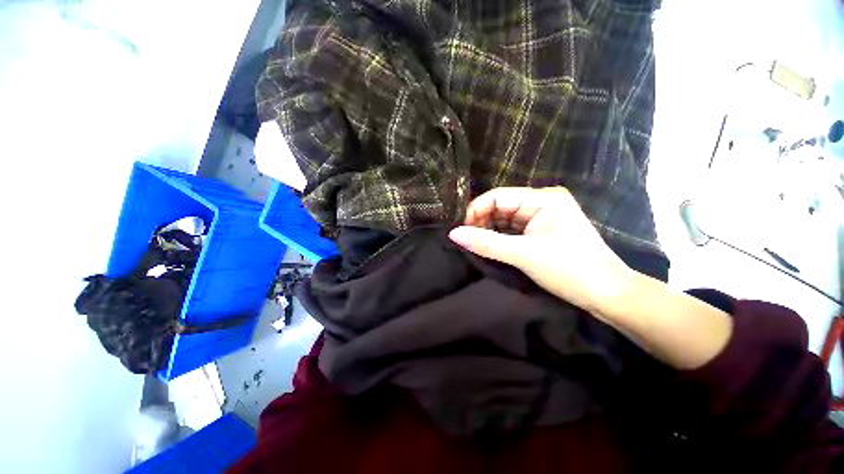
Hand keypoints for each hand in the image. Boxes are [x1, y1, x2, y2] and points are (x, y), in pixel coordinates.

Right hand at [448, 187, 633, 315]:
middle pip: (501, 206)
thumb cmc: (569, 269)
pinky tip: (491, 245)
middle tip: (467, 240)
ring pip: (506, 218)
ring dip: (490, 230)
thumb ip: (486, 243)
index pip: (497, 196)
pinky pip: (514, 228)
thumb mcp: (523, 255)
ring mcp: (543, 215)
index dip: (476, 211)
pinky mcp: (543, 229)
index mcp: (543, 198)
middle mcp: (543, 201)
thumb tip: (453, 234)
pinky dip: (501, 236)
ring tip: (476, 244)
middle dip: (482, 221)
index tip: (461, 231)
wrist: (608, 294)